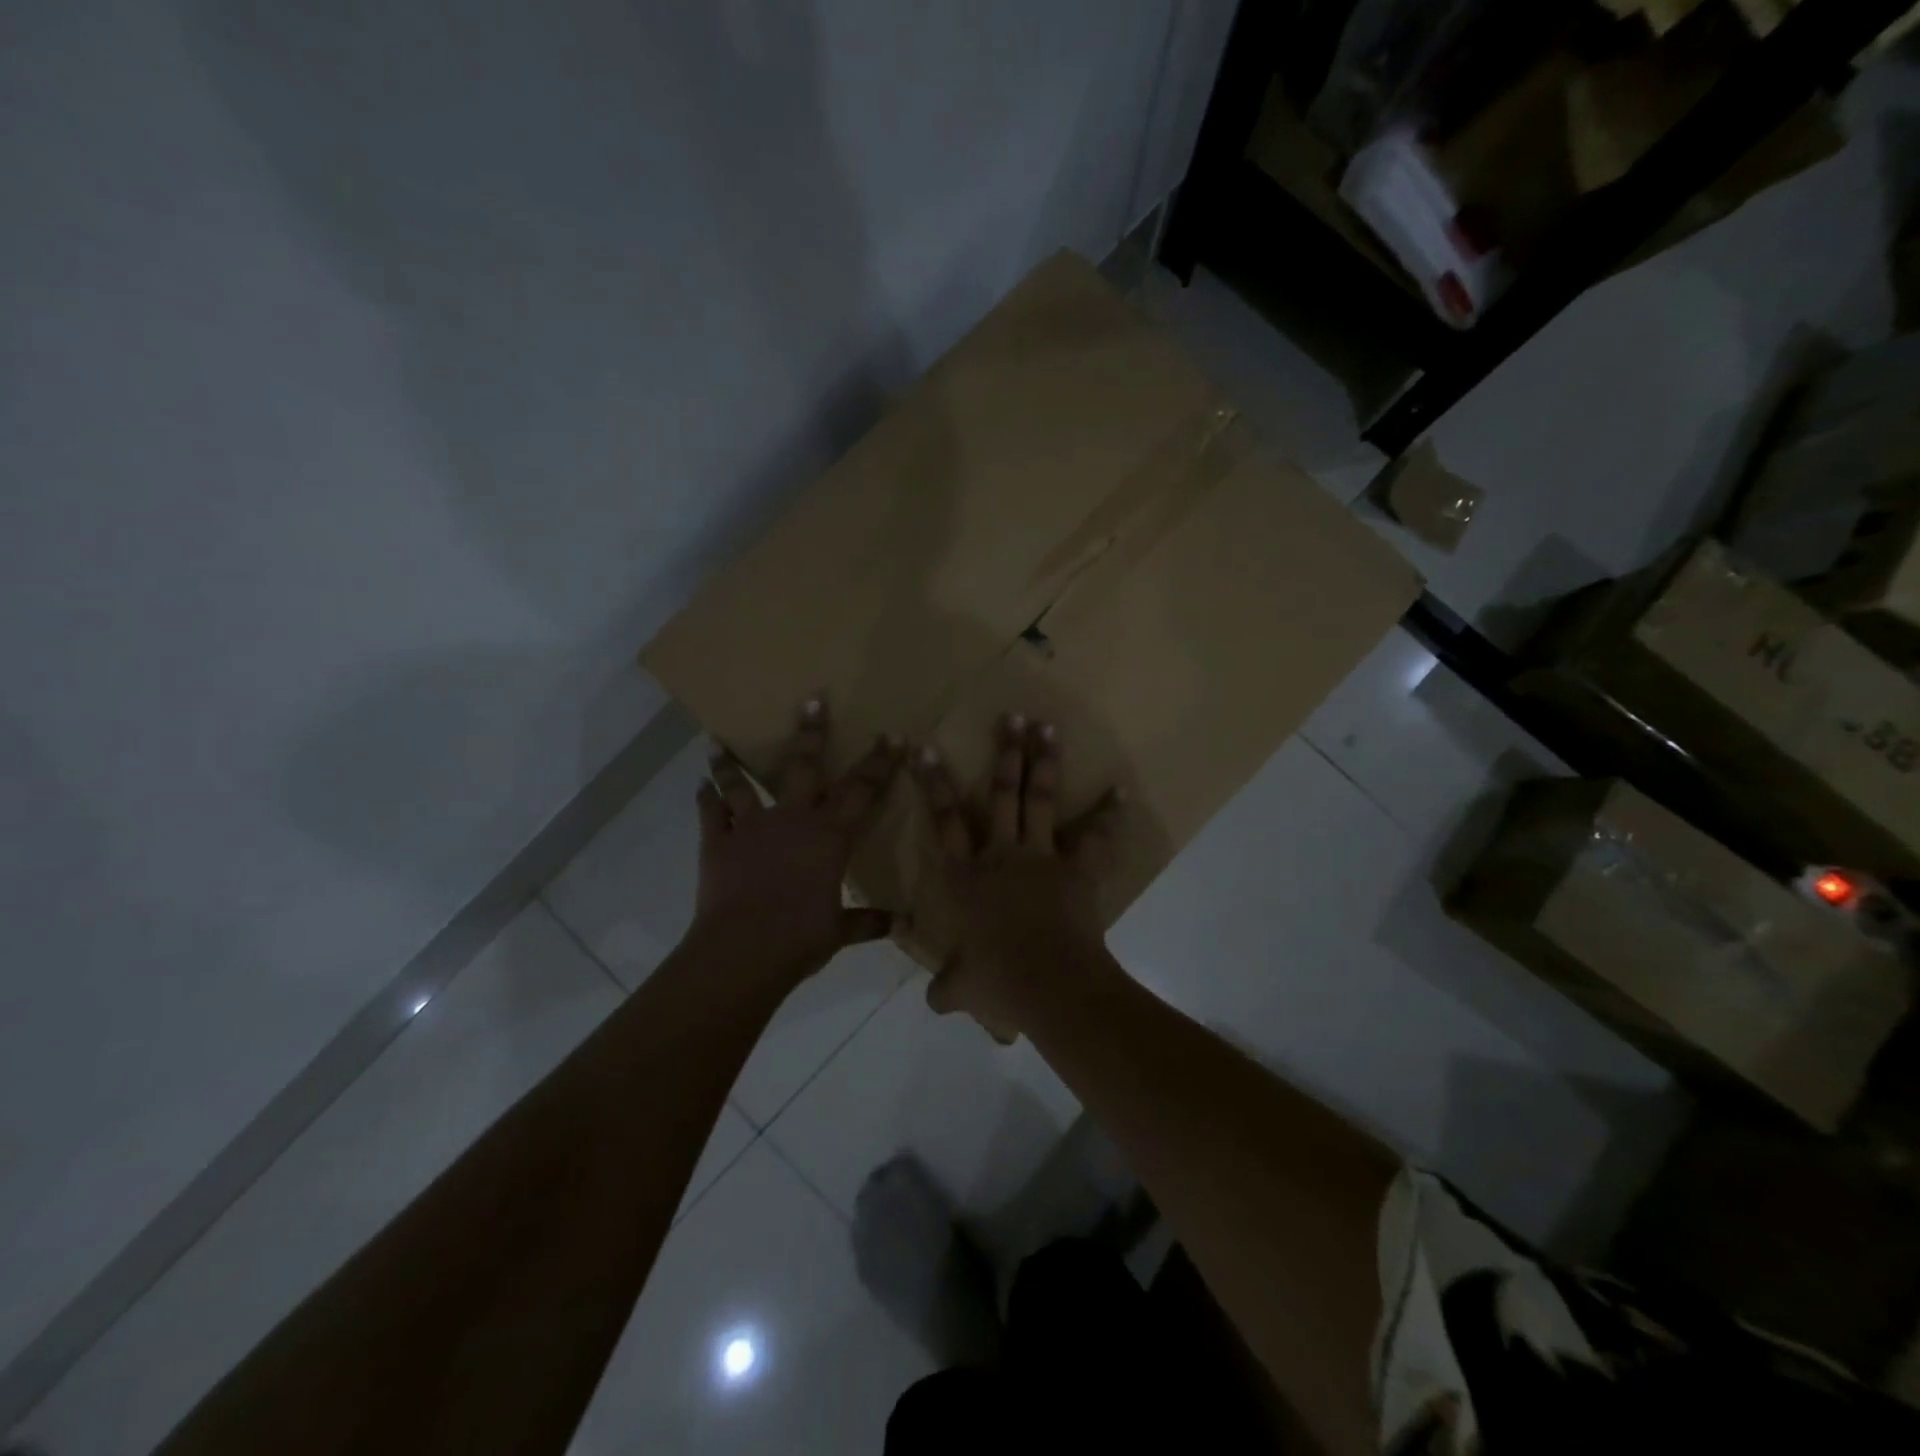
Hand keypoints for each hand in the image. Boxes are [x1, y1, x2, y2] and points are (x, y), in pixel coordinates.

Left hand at [692, 699, 904, 988]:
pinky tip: (700, 788)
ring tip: (717, 743)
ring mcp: (751, 828)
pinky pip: (709, 816)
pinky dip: (705, 800)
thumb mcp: (840, 932)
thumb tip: (906, 925)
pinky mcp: (717, 844)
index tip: (892, 735)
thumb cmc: (800, 938)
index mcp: (829, 837)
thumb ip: (869, 922)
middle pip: (804, 767)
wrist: (742, 951)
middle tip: (812, 700)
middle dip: (811, 733)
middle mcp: (792, 820)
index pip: (863, 791)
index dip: (880, 762)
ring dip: (730, 764)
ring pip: (742, 785)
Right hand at [912, 715, 1123, 1034]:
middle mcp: (1000, 855)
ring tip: (1048, 726)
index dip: (934, 783)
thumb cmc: (998, 980)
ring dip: (1044, 762)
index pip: (944, 821)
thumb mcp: (963, 988)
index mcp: (966, 878)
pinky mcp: (1076, 868)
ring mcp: (1041, 857)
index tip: (925, 748)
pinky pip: (1095, 837)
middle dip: (1005, 753)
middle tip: (1011, 716)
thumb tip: (934, 1002)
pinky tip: (1121, 791)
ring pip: (1040, 800)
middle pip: (1001, 795)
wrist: (1049, 982)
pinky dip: (1109, 814)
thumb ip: (947, 988)